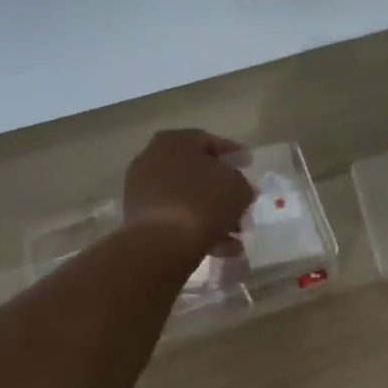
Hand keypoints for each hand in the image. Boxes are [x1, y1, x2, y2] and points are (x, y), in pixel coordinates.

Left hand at [123, 130, 255, 261]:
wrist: (163, 241)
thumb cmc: (204, 201)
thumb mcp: (238, 186)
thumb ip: (241, 182)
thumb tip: (237, 189)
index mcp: (174, 141)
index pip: (208, 140)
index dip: (232, 152)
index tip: (249, 163)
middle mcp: (152, 160)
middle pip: (195, 172)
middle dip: (221, 189)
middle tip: (241, 200)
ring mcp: (142, 190)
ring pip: (187, 199)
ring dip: (213, 214)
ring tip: (236, 233)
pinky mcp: (139, 218)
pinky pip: (175, 218)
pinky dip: (197, 229)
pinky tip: (221, 247)